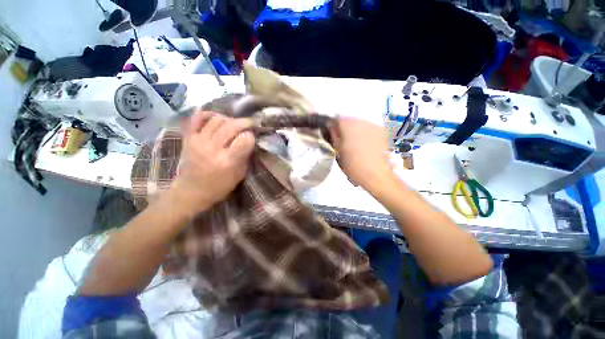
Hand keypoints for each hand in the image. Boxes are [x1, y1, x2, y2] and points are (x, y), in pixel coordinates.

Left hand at [172, 111, 254, 212]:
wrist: (192, 190)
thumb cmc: (220, 186)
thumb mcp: (240, 174)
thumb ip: (245, 156)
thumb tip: (250, 139)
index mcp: (228, 161)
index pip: (245, 139)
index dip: (251, 136)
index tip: (253, 137)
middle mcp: (213, 149)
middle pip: (232, 126)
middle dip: (245, 122)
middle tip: (250, 124)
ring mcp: (198, 141)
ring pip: (217, 120)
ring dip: (229, 119)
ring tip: (234, 124)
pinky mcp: (189, 138)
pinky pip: (197, 118)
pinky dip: (208, 114)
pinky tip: (217, 118)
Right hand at [328, 117, 394, 190]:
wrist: (375, 174)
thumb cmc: (353, 165)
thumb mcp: (338, 152)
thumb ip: (333, 137)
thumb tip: (331, 128)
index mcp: (348, 126)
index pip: (336, 119)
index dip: (331, 125)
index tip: (330, 133)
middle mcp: (361, 121)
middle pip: (348, 120)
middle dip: (343, 127)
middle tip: (341, 139)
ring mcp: (373, 125)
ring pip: (359, 123)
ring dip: (354, 130)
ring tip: (353, 142)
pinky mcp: (381, 131)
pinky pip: (368, 128)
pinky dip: (364, 133)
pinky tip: (364, 143)